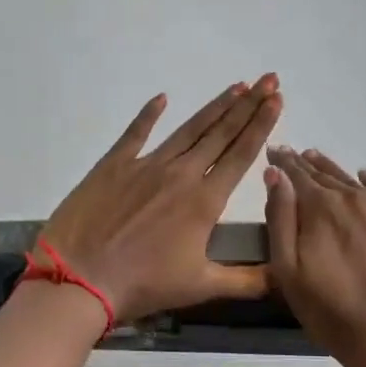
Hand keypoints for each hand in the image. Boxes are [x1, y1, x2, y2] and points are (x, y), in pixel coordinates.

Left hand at [39, 75, 282, 322]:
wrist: (80, 277)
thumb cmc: (143, 284)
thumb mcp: (201, 287)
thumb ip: (247, 282)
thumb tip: (285, 277)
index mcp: (205, 201)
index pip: (241, 154)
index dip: (262, 125)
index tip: (277, 99)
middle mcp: (180, 174)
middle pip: (220, 133)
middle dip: (248, 105)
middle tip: (268, 79)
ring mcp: (145, 165)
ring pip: (187, 129)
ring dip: (214, 107)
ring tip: (236, 86)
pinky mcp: (113, 165)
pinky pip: (136, 132)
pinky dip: (149, 114)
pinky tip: (162, 98)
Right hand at [264, 147, 365, 366]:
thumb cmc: (330, 311)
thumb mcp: (288, 270)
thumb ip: (280, 218)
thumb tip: (275, 175)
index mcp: (320, 208)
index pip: (296, 175)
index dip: (283, 162)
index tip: (275, 151)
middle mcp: (356, 197)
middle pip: (325, 175)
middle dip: (306, 166)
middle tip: (295, 155)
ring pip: (355, 182)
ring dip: (335, 172)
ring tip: (319, 160)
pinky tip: (365, 179)